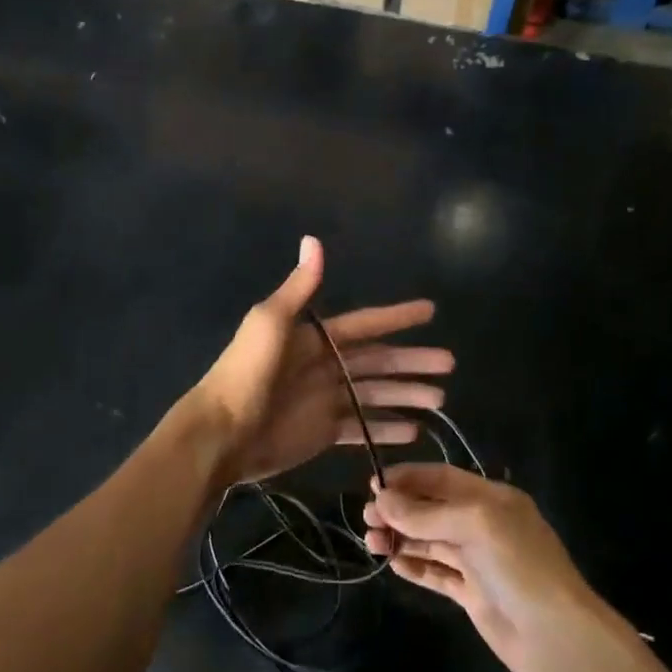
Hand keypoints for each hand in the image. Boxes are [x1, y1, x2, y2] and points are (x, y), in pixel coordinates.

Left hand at [185, 236, 452, 487]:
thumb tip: (314, 239)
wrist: (222, 432)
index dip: (396, 317)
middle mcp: (325, 365)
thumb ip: (299, 287)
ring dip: (406, 394)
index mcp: (314, 337)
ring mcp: (326, 400)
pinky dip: (386, 429)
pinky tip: (413, 430)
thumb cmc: (247, 372)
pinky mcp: (323, 433)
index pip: (365, 324)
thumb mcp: (270, 322)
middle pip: (378, 361)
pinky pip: (362, 428)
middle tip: (449, 363)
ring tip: (440, 399)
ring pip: (376, 394)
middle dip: (412, 361)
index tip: (430, 310)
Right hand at [364, 465, 602, 671]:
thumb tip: (381, 499)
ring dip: (401, 538)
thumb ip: (426, 513)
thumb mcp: (474, 525)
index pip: (441, 478)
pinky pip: (437, 573)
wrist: (557, 637)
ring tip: (372, 542)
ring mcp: (477, 561)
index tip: (374, 484)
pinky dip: (414, 566)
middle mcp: (483, 524)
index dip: (408, 479)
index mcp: (490, 498)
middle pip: (432, 509)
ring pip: (430, 541)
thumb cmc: (520, 565)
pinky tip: (394, 563)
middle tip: (367, 517)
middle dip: (400, 510)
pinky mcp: (472, 594)